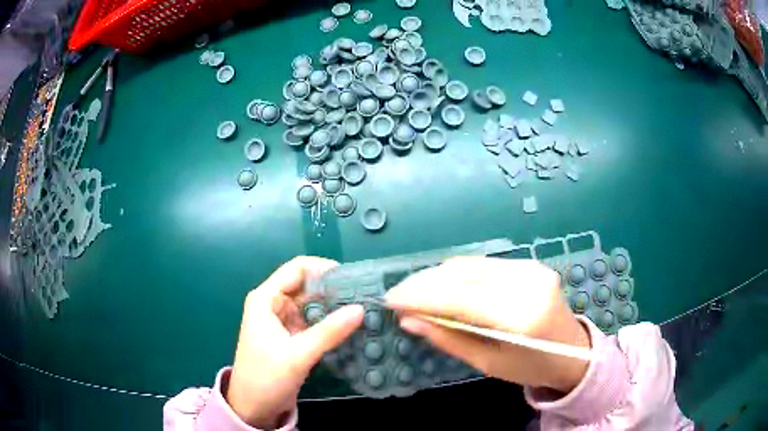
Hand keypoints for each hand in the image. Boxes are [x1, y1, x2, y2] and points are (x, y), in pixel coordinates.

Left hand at [226, 257, 363, 428]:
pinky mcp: (290, 336)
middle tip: (364, 296)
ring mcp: (282, 320)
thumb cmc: (267, 377)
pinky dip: (329, 322)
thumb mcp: (298, 355)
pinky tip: (349, 326)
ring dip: (333, 306)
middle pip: (306, 285)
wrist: (253, 406)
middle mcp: (273, 304)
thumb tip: (361, 309)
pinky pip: (312, 320)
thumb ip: (329, 331)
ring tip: (362, 309)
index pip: (297, 269)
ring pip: (311, 303)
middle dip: (333, 289)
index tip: (353, 279)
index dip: (324, 269)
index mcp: (266, 299)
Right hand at [385, 257, 589, 392]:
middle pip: (463, 274)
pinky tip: (442, 285)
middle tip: (397, 296)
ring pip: (470, 264)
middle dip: (424, 283)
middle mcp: (528, 284)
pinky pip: (483, 264)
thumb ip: (449, 338)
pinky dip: (457, 273)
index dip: (421, 297)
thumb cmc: (531, 367)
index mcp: (522, 317)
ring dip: (437, 276)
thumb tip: (410, 320)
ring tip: (414, 291)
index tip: (391, 300)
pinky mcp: (529, 264)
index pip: (461, 299)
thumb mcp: (488, 363)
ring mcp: (531, 269)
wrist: (573, 352)